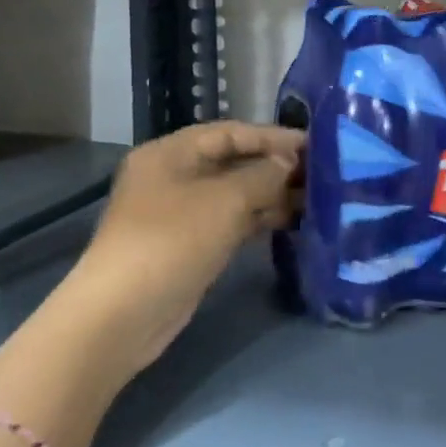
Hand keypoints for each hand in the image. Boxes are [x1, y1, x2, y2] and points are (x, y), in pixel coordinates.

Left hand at [58, 121, 303, 372]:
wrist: (125, 314)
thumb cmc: (173, 240)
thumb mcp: (226, 200)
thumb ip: (264, 175)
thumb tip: (287, 163)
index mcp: (171, 153)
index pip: (231, 132)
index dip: (273, 136)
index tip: (314, 145)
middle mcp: (174, 177)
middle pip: (233, 162)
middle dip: (275, 166)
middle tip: (321, 173)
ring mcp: (181, 213)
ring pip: (235, 194)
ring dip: (272, 194)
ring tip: (315, 199)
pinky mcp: (190, 244)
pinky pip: (232, 221)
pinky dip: (259, 219)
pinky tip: (292, 222)